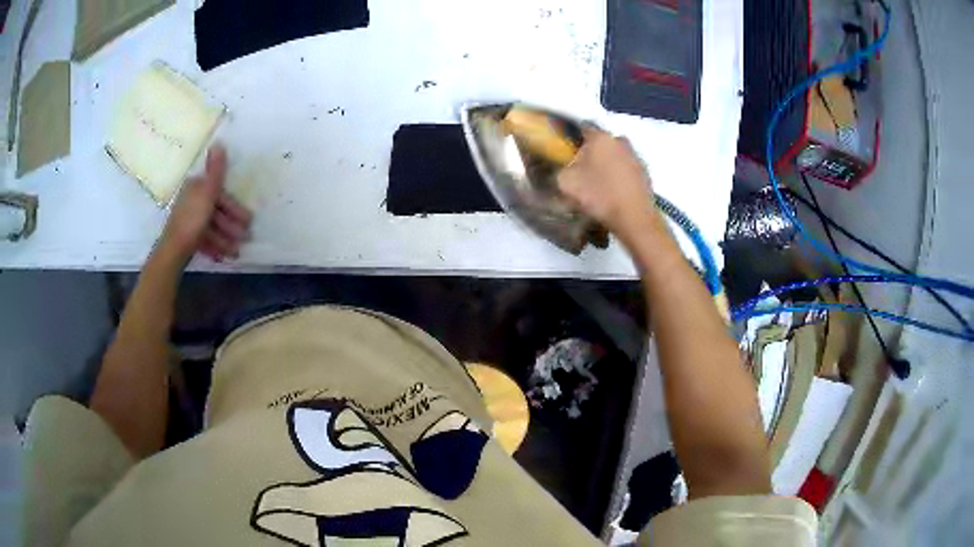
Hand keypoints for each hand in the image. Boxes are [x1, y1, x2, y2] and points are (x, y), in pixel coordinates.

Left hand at [159, 145, 252, 263]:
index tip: (247, 220)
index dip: (234, 207)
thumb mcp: (208, 192)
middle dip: (231, 225)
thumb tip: (218, 142)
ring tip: (236, 252)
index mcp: (195, 188)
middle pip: (216, 211)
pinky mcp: (187, 238)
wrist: (173, 251)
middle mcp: (191, 201)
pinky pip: (205, 239)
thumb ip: (216, 171)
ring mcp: (189, 221)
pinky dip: (215, 246)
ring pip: (212, 227)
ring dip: (225, 239)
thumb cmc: (193, 220)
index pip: (219, 194)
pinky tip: (223, 256)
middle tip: (245, 238)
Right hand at [558, 128, 660, 243]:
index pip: (582, 128)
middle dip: (592, 152)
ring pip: (615, 155)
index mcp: (600, 137)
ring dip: (607, 164)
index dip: (572, 139)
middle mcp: (620, 140)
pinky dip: (620, 177)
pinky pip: (626, 169)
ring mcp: (636, 156)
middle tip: (583, 170)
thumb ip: (562, 168)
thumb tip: (566, 166)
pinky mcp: (646, 173)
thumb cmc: (599, 195)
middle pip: (601, 142)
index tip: (567, 152)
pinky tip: (614, 192)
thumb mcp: (566, 182)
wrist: (634, 218)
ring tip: (599, 184)